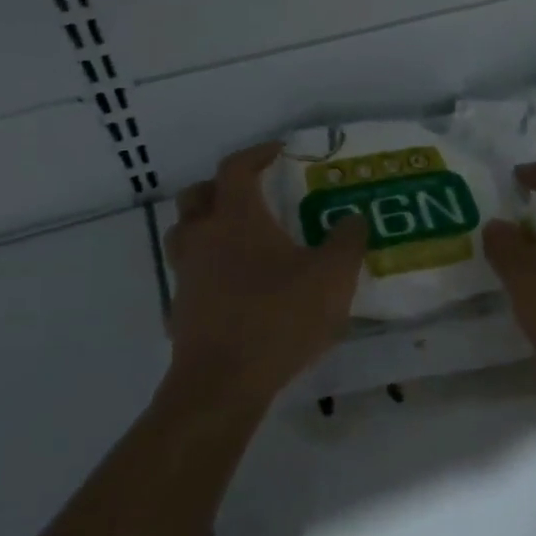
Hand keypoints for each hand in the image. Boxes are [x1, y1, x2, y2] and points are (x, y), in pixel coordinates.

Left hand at [164, 142, 367, 408]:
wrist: (223, 383)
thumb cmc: (278, 318)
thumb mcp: (332, 277)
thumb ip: (347, 242)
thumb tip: (354, 218)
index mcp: (236, 218)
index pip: (236, 168)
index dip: (257, 153)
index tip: (280, 151)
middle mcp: (203, 238)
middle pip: (198, 195)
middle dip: (222, 186)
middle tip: (252, 192)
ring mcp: (186, 275)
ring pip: (186, 234)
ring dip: (208, 225)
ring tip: (241, 237)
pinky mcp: (180, 309)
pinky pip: (190, 275)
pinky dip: (208, 269)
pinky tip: (234, 286)